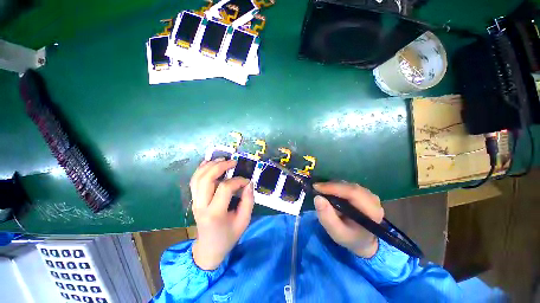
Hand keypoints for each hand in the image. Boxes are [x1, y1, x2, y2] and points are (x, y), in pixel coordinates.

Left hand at [190, 159, 253, 269]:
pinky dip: (201, 169)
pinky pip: (194, 181)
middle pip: (206, 179)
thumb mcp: (243, 221)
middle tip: (233, 162)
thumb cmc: (228, 236)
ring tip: (223, 160)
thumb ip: (248, 201)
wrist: (209, 248)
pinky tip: (210, 163)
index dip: (238, 181)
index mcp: (215, 213)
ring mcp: (195, 202)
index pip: (225, 188)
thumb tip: (249, 183)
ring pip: (198, 177)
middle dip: (220, 166)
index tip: (247, 182)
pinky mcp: (194, 199)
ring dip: (210, 165)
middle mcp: (201, 205)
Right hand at [314, 182, 383, 257]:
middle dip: (331, 186)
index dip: (333, 187)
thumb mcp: (336, 232)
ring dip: (333, 186)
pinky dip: (336, 186)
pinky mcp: (364, 192)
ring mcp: (369, 194)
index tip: (316, 187)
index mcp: (372, 212)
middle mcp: (373, 200)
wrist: (363, 239)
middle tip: (316, 188)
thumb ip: (327, 217)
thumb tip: (318, 198)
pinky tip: (329, 192)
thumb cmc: (350, 237)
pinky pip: (348, 185)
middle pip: (350, 187)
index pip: (353, 193)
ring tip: (322, 191)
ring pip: (348, 184)